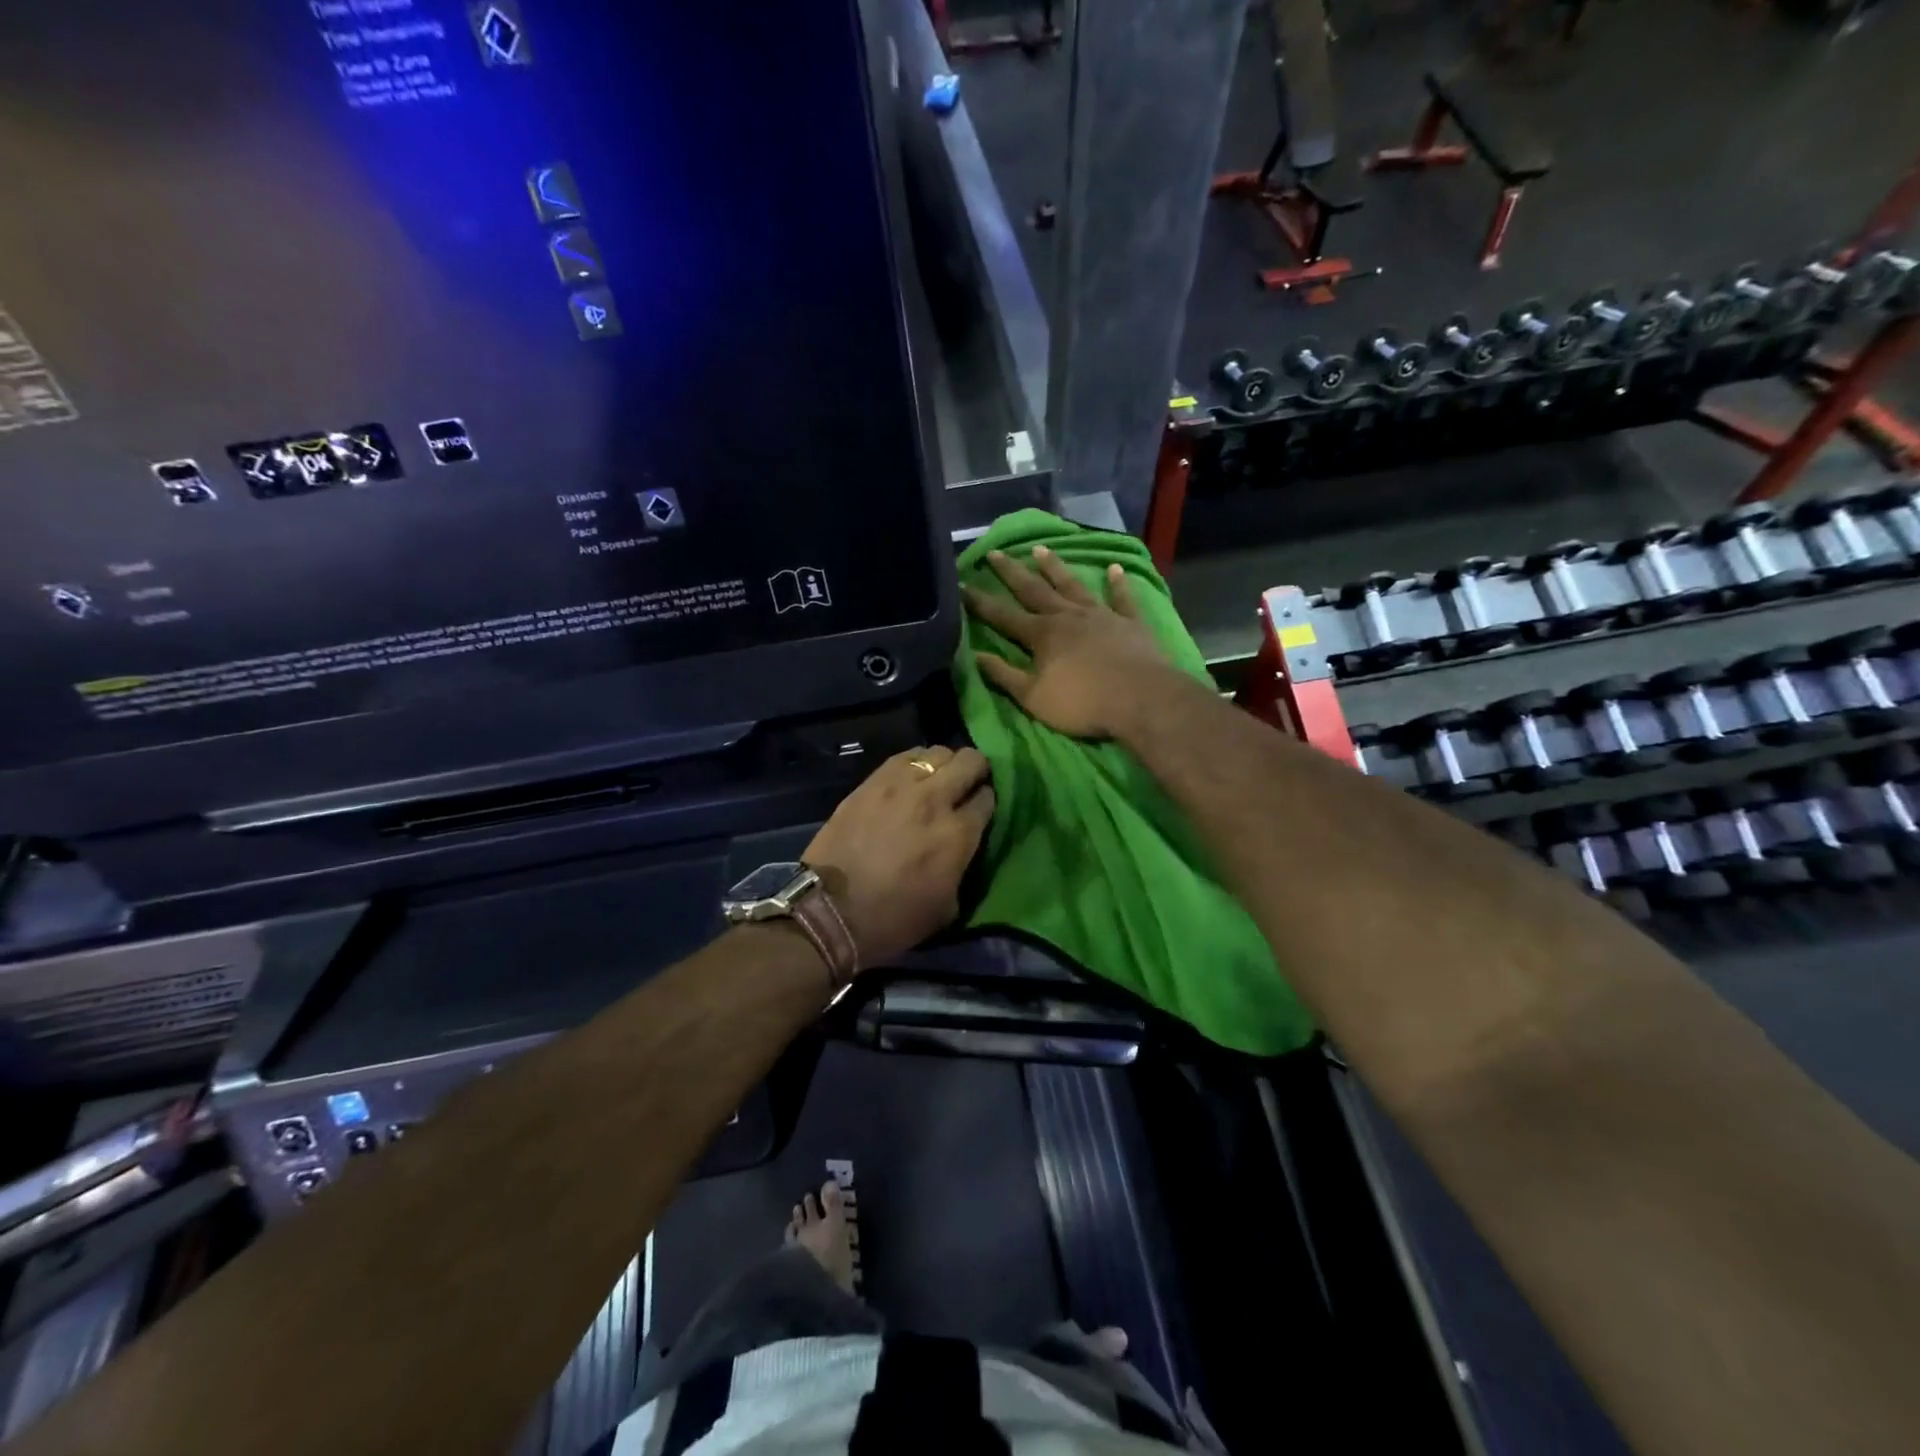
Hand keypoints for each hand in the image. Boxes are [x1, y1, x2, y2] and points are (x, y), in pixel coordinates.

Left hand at [803, 746, 995, 966]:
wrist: (830, 912)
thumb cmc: (892, 920)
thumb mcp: (947, 907)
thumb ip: (963, 867)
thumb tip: (962, 849)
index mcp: (959, 834)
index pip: (988, 798)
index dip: (987, 803)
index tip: (979, 813)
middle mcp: (935, 799)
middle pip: (970, 761)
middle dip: (976, 772)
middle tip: (968, 786)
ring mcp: (900, 785)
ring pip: (939, 752)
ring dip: (945, 765)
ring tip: (938, 781)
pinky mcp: (871, 782)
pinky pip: (904, 757)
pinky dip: (915, 764)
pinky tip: (911, 778)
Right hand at [963, 547, 1176, 739]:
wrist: (1140, 699)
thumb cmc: (1082, 703)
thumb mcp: (1033, 697)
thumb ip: (1004, 675)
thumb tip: (975, 656)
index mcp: (1042, 635)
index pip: (1003, 616)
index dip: (980, 602)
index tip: (962, 585)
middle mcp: (1067, 616)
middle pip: (1034, 590)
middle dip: (1012, 572)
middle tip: (995, 552)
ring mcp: (1101, 616)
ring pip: (1073, 586)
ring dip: (1056, 568)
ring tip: (1041, 549)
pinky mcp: (1130, 623)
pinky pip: (1122, 598)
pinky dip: (1118, 583)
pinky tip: (1114, 568)